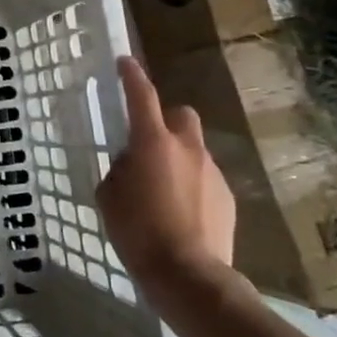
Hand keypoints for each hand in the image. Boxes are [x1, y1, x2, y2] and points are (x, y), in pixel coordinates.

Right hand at [97, 56, 237, 296]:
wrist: (188, 275)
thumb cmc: (138, 231)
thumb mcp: (109, 196)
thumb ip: (119, 170)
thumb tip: (130, 165)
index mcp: (153, 142)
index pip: (141, 96)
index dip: (131, 76)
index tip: (125, 62)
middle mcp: (187, 148)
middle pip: (181, 115)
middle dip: (167, 122)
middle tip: (150, 144)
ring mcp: (212, 172)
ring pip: (194, 150)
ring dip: (179, 159)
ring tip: (164, 191)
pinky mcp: (227, 197)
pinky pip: (205, 178)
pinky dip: (193, 185)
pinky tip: (182, 212)